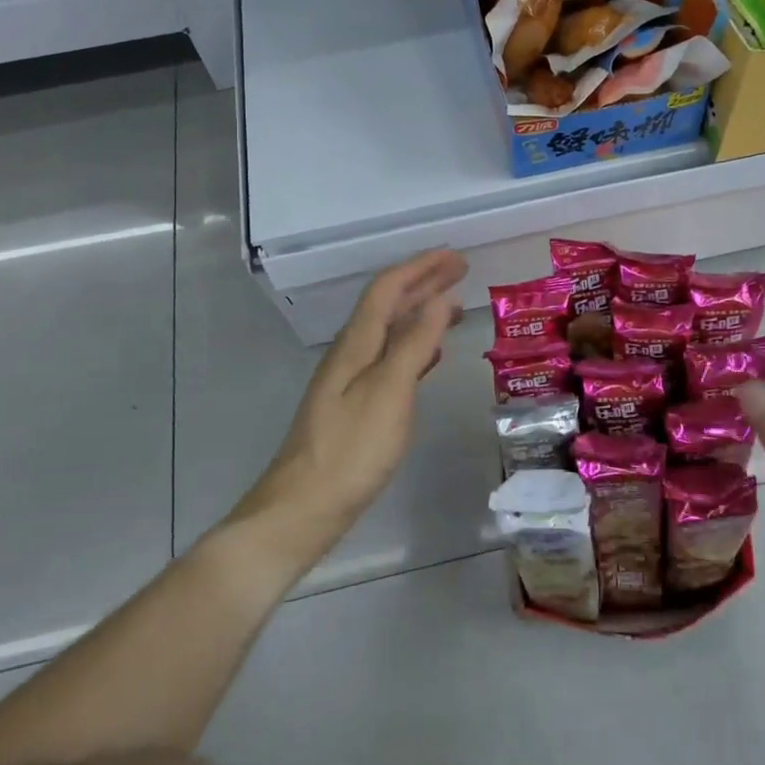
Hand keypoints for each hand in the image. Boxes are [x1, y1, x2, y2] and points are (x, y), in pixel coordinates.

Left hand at [235, 250, 467, 551]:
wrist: (303, 507)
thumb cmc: (351, 448)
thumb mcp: (389, 391)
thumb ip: (416, 343)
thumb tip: (441, 298)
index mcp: (356, 342)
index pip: (389, 287)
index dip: (422, 267)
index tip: (457, 256)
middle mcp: (351, 352)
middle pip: (388, 304)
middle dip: (424, 282)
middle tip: (461, 271)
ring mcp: (351, 379)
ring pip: (391, 330)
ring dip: (421, 312)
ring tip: (454, 307)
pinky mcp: (356, 404)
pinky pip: (391, 358)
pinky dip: (415, 346)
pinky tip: (430, 357)